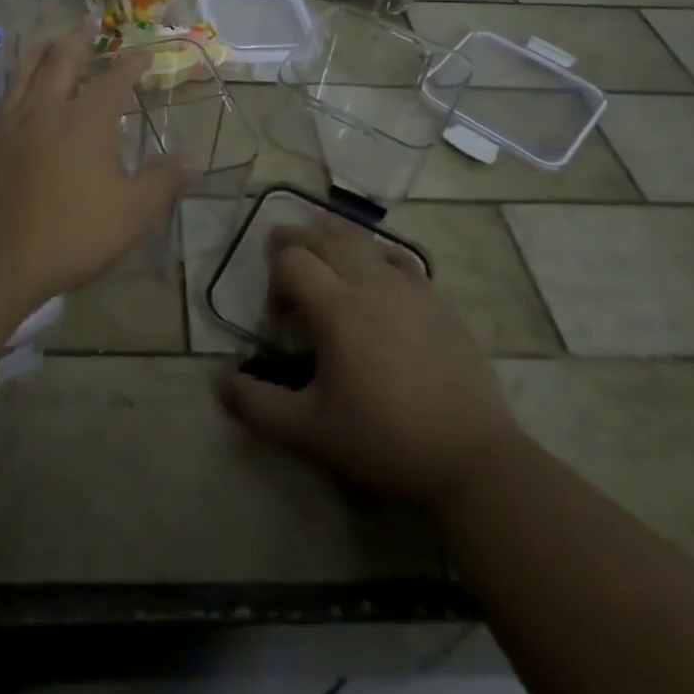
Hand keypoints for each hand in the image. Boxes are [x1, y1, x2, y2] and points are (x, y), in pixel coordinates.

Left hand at [0, 34, 194, 309]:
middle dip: (79, 40)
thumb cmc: (68, 234)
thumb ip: (164, 182)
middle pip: (62, 61)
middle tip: (88, 23)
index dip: (131, 64)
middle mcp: (47, 109)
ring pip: (25, 71)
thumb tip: (196, 159)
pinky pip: (4, 96)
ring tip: (48, 39)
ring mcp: (11, 123)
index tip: (143, 52)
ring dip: (40, 50)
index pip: (114, 81)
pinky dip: (15, 80)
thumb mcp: (130, 214)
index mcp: (86, 121)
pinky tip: (16, 90)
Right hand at [220, 218, 522, 505]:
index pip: (290, 259)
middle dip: (295, 242)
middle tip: (286, 268)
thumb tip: (220, 382)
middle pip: (321, 236)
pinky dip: (373, 256)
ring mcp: (407, 285)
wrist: (473, 457)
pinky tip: (374, 280)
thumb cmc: (385, 440)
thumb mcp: (312, 431)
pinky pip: (396, 257)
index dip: (274, 280)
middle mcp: (369, 281)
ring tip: (324, 263)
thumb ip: (259, 406)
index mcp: (336, 307)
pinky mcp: (435, 297)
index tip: (280, 322)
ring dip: (332, 241)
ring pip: (360, 239)